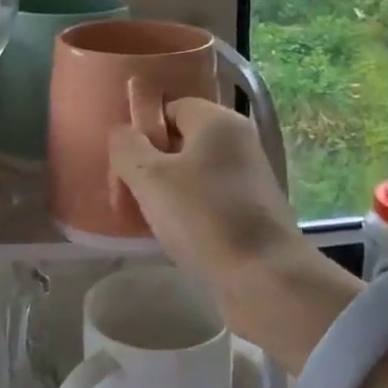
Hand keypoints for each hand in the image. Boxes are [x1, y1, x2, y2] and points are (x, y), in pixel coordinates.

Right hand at [110, 98, 353, 370]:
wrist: (265, 279)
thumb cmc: (203, 218)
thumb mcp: (150, 178)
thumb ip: (126, 147)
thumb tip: (122, 134)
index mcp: (218, 121)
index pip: (169, 108)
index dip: (141, 132)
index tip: (123, 165)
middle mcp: (238, 141)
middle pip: (180, 141)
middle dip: (147, 166)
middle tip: (126, 197)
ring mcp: (249, 177)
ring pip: (193, 173)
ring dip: (164, 192)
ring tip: (144, 220)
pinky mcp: (253, 210)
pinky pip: (209, 199)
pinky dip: (187, 212)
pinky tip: (171, 236)